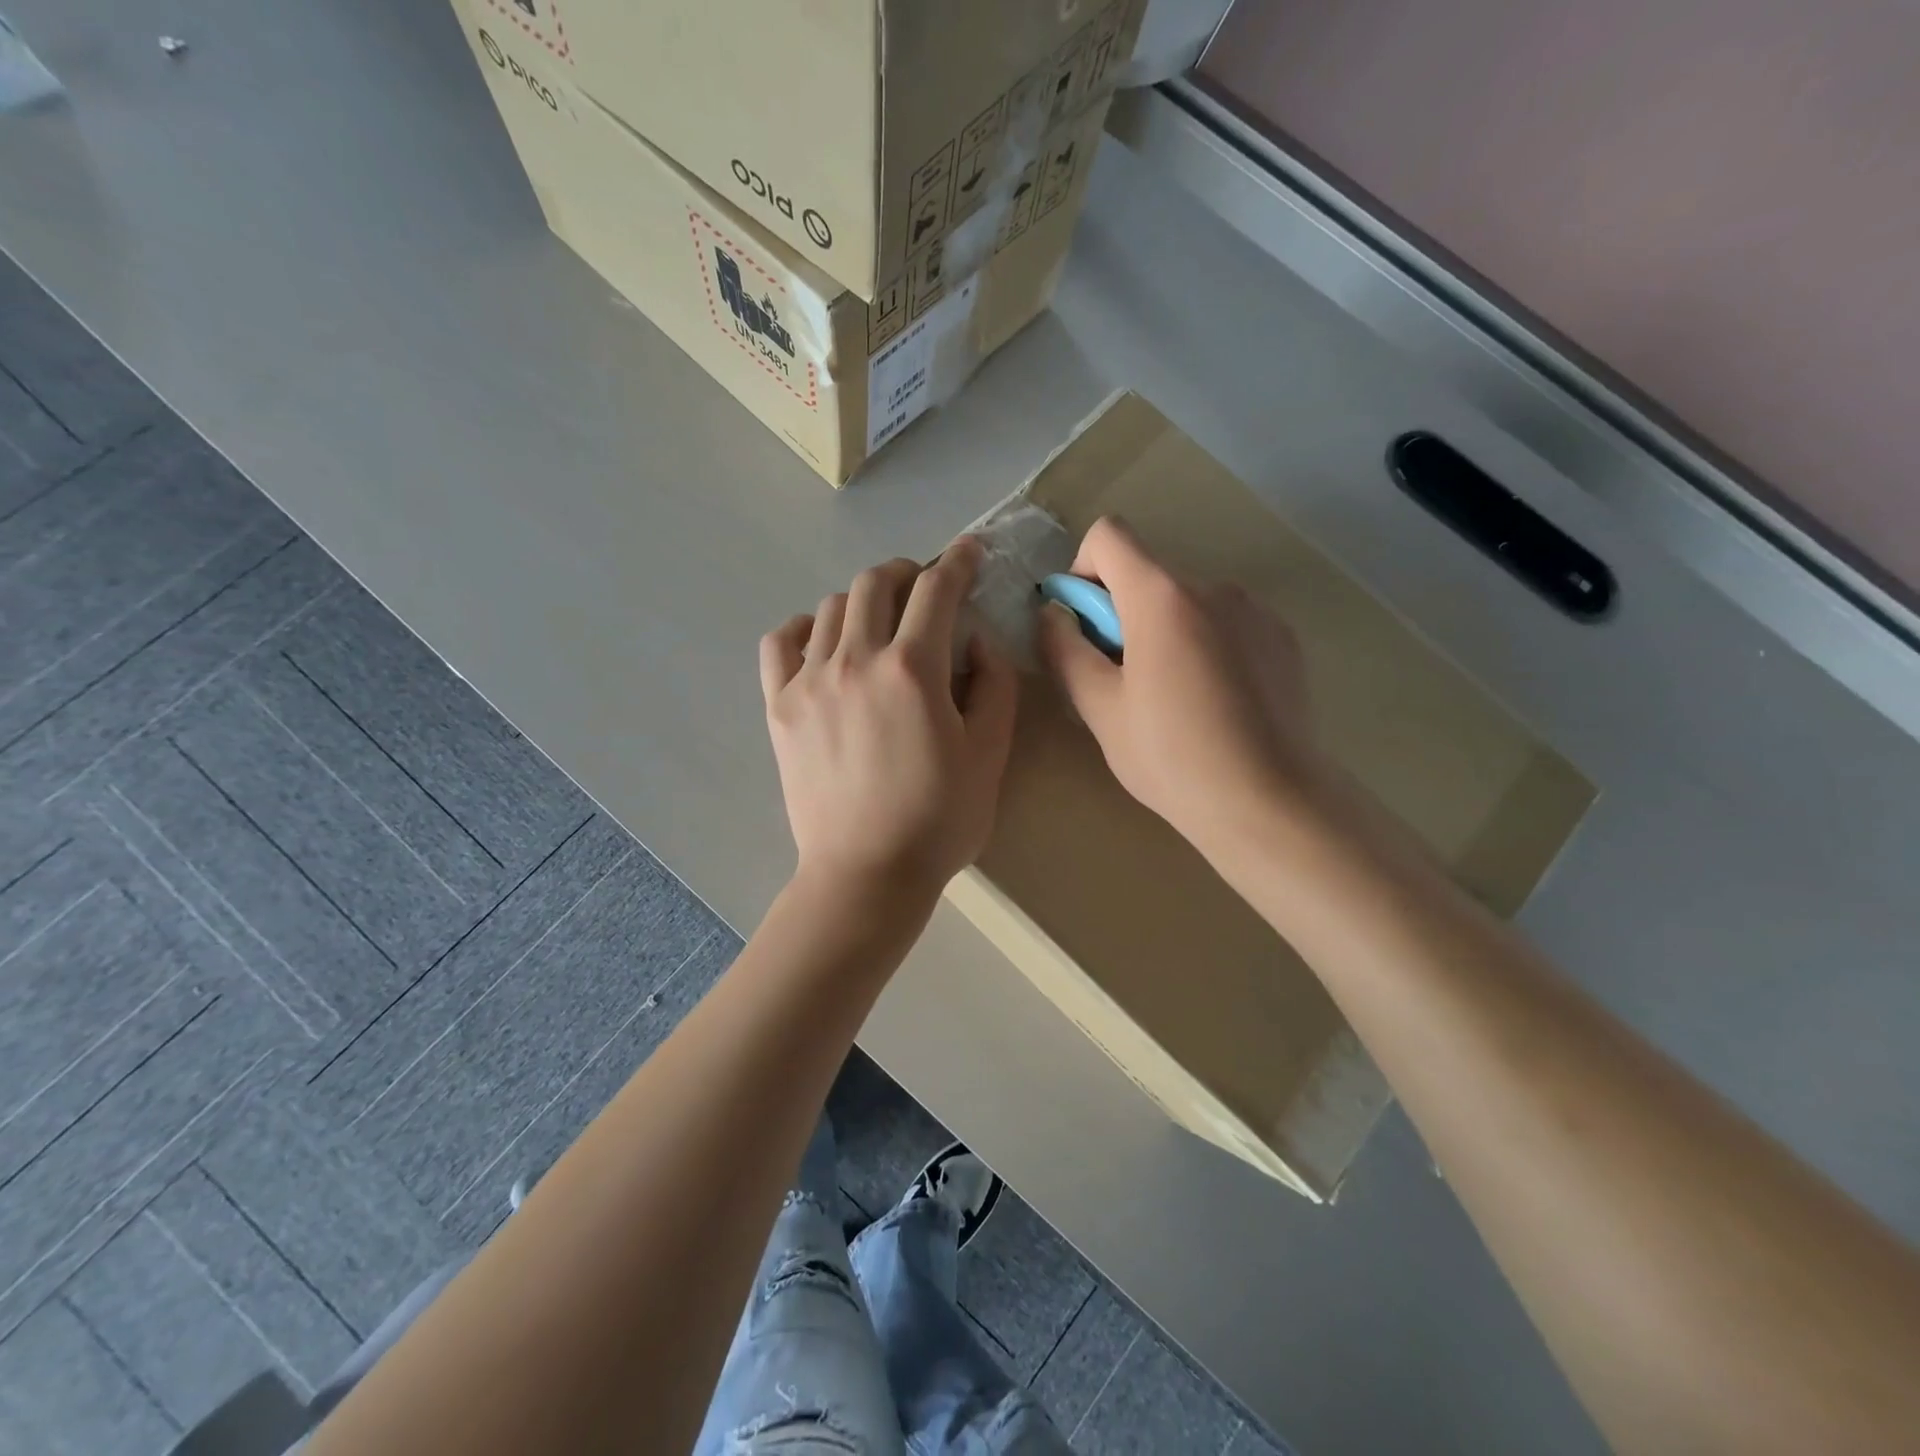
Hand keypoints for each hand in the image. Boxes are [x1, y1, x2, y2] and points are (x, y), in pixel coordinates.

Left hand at [760, 539, 1017, 902]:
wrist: (867, 874)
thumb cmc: (939, 820)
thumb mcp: (990, 754)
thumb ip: (993, 684)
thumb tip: (976, 638)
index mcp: (913, 670)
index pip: (937, 589)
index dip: (958, 562)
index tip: (969, 553)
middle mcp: (856, 660)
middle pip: (876, 582)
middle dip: (909, 572)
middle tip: (926, 590)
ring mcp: (809, 681)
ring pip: (833, 606)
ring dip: (865, 600)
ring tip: (882, 624)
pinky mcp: (780, 707)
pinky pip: (781, 642)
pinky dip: (805, 628)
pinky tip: (824, 643)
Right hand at [1038, 517, 1327, 862]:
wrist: (1269, 801)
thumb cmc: (1171, 756)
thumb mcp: (1099, 709)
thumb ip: (1065, 650)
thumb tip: (1054, 614)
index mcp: (1162, 596)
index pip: (1109, 536)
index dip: (1083, 571)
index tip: (1086, 626)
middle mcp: (1214, 587)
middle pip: (1149, 575)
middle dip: (1124, 613)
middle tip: (1124, 681)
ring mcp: (1256, 611)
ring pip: (1188, 603)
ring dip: (1167, 631)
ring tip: (1173, 698)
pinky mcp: (1283, 638)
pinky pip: (1227, 624)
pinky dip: (1207, 645)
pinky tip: (1216, 703)